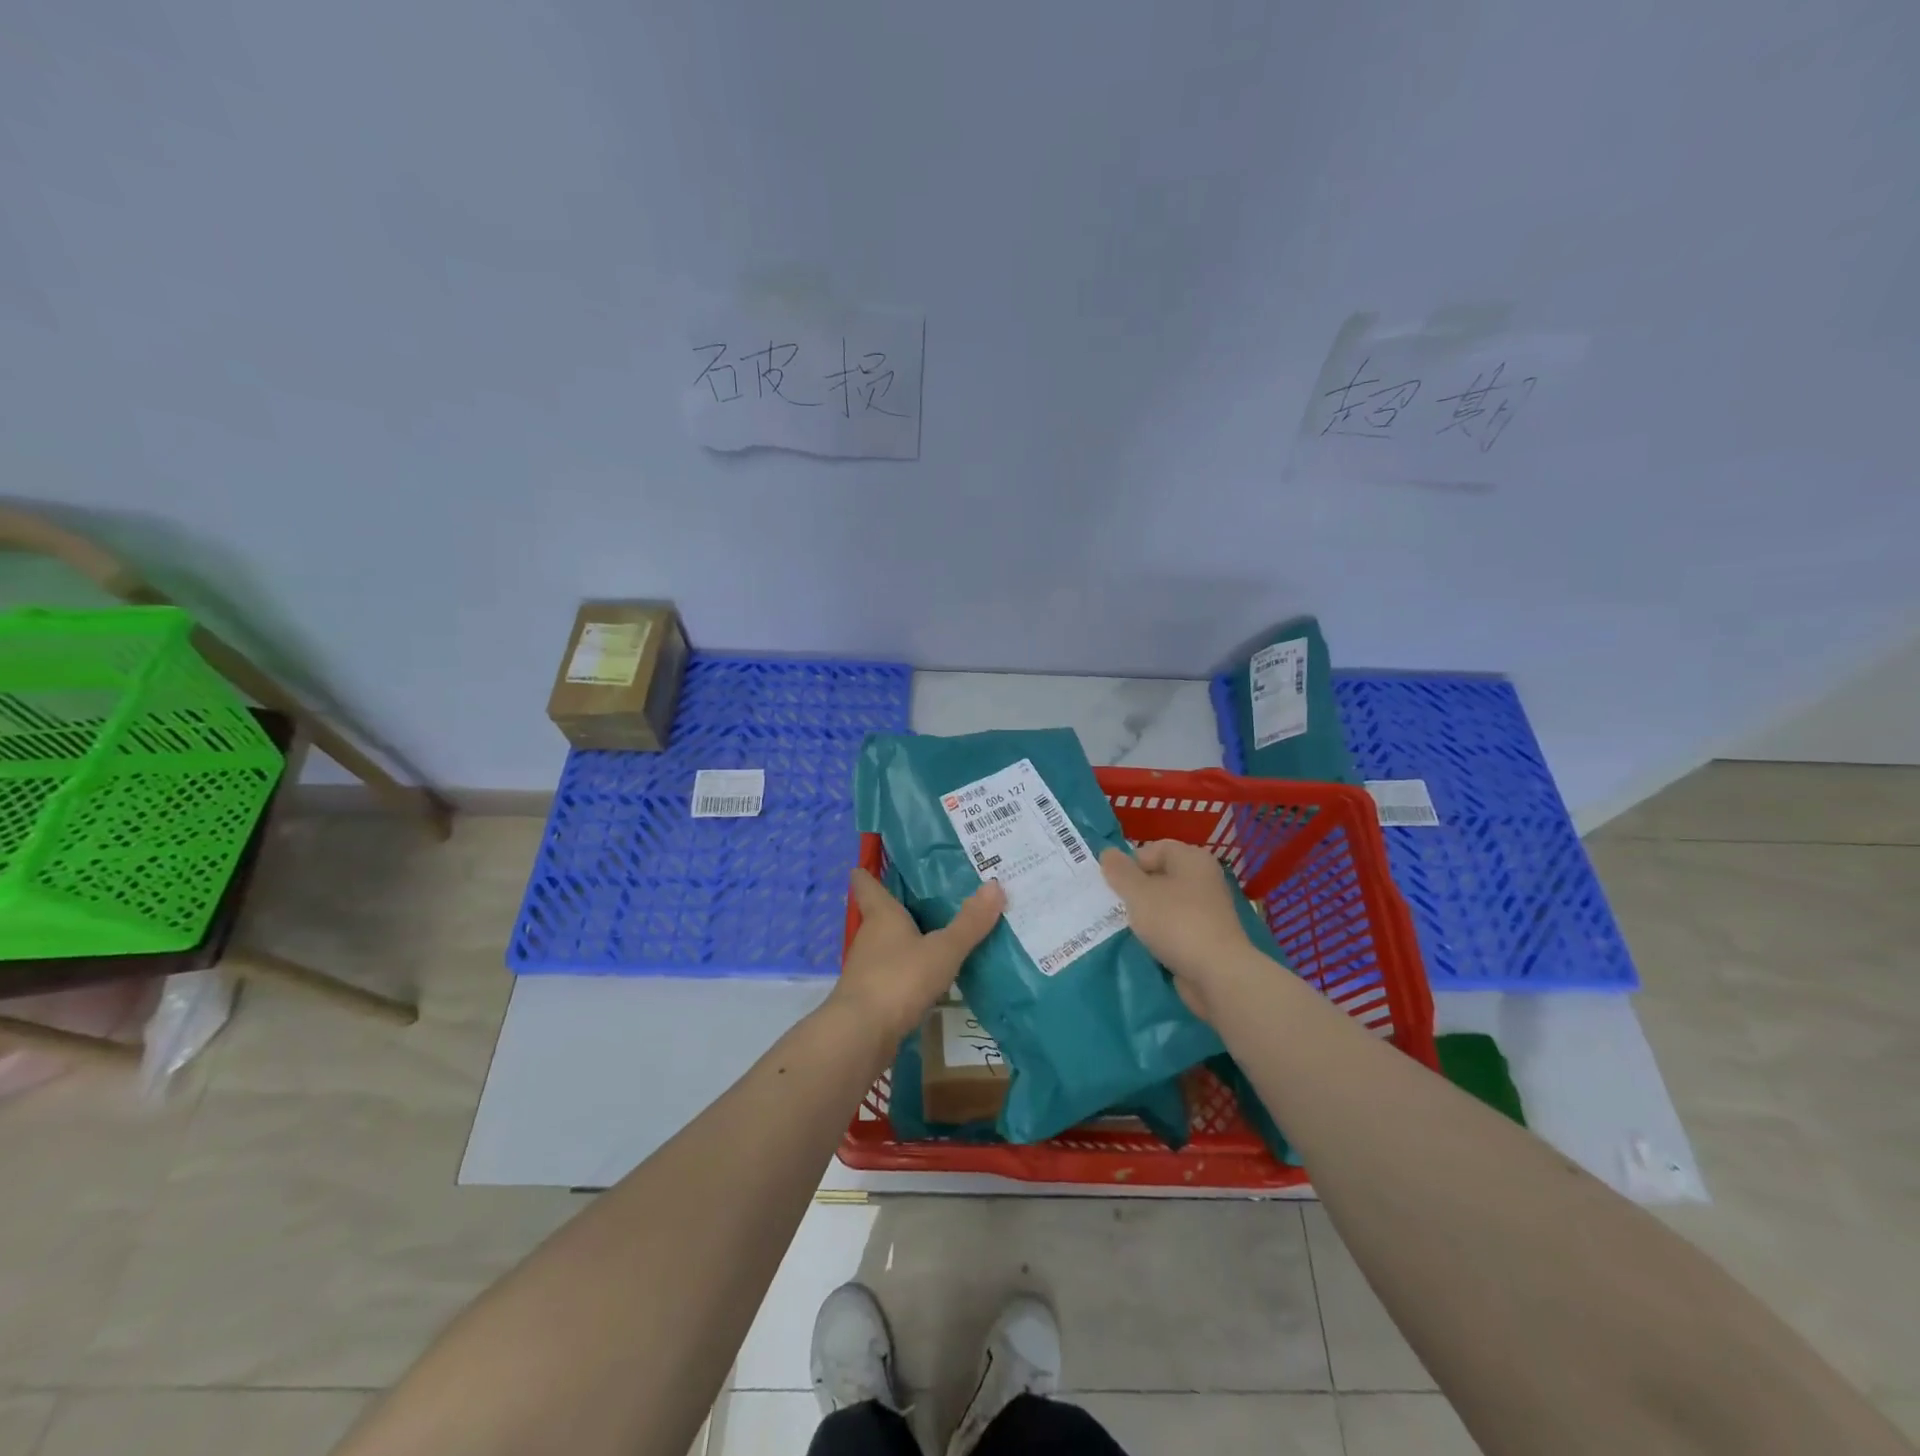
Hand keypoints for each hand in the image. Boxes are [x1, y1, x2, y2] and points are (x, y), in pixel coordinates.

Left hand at [833, 868, 1005, 1041]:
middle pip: (880, 915)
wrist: (861, 1034)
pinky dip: (908, 971)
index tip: (868, 864)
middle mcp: (870, 937)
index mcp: (882, 915)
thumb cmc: (899, 979)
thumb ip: (969, 923)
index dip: (867, 874)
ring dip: (906, 941)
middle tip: (931, 896)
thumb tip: (994, 885)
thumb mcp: (942, 950)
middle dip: (900, 907)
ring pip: (887, 946)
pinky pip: (893, 973)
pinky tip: (929, 976)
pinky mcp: (871, 996)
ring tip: (937, 934)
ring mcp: (867, 968)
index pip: (866, 885)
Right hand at [1101, 840, 1256, 1021]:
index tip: (1112, 885)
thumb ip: (1120, 871)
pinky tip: (1145, 944)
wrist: (1218, 975)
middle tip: (1114, 905)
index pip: (1153, 849)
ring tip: (1126, 926)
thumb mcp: (1138, 893)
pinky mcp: (1207, 936)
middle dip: (1135, 889)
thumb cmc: (1176, 922)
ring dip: (1145, 913)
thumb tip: (1107, 853)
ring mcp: (1207, 909)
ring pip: (1166, 903)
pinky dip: (1160, 933)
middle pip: (1159, 876)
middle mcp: (1203, 878)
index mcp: (1192, 858)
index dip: (1129, 864)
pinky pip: (1175, 926)